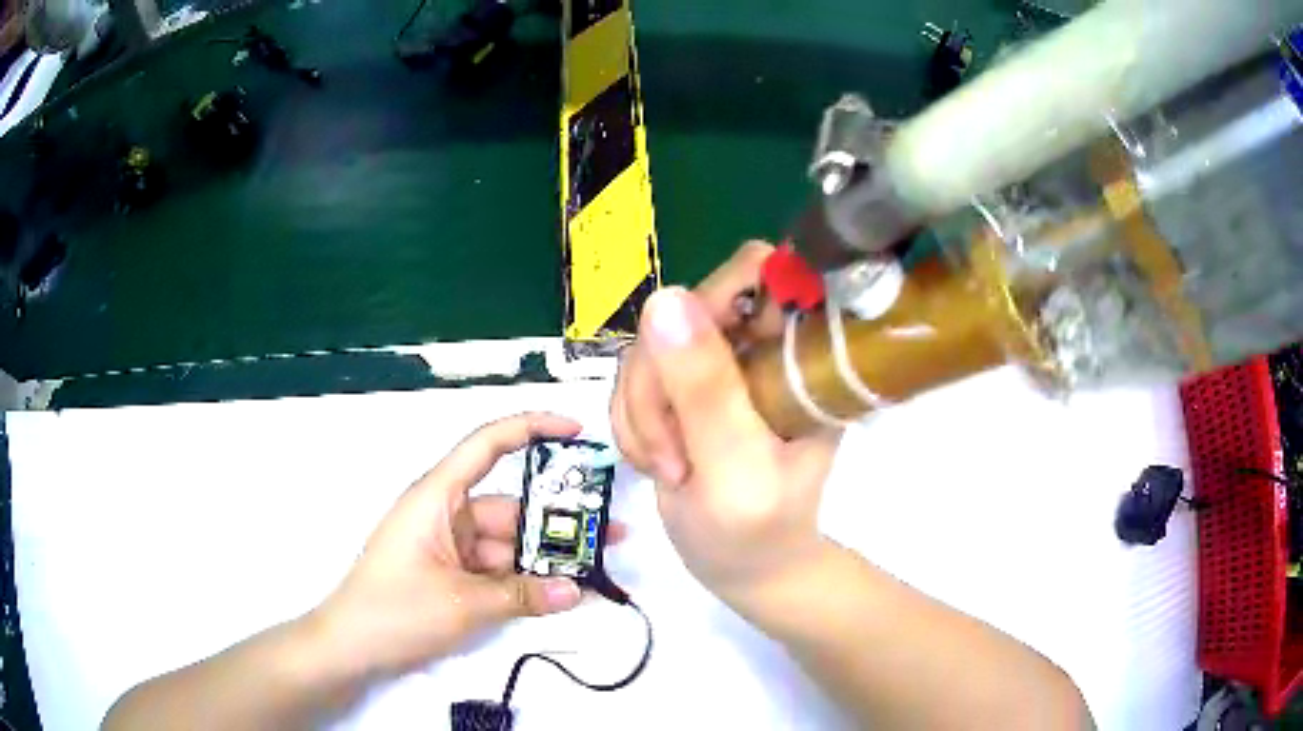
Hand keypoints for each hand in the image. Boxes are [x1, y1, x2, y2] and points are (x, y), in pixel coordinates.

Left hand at [307, 413, 594, 678]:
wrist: (350, 649)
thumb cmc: (394, 611)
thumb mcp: (463, 603)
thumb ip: (523, 595)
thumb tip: (576, 590)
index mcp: (438, 498)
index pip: (487, 445)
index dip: (532, 429)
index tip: (577, 433)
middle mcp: (446, 514)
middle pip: (511, 506)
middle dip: (558, 519)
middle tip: (611, 529)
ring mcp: (451, 547)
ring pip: (509, 542)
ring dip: (546, 556)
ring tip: (597, 566)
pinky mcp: (453, 575)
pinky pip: (498, 569)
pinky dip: (526, 579)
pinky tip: (561, 591)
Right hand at [611, 243, 840, 599]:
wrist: (743, 568)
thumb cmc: (755, 531)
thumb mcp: (734, 467)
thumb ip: (704, 389)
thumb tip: (664, 299)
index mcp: (799, 355)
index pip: (760, 273)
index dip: (715, 300)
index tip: (687, 369)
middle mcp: (761, 346)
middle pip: (686, 308)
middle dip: (660, 383)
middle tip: (670, 452)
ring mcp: (720, 364)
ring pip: (650, 345)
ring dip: (641, 410)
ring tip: (668, 467)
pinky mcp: (685, 386)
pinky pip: (634, 376)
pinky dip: (631, 421)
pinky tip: (655, 462)